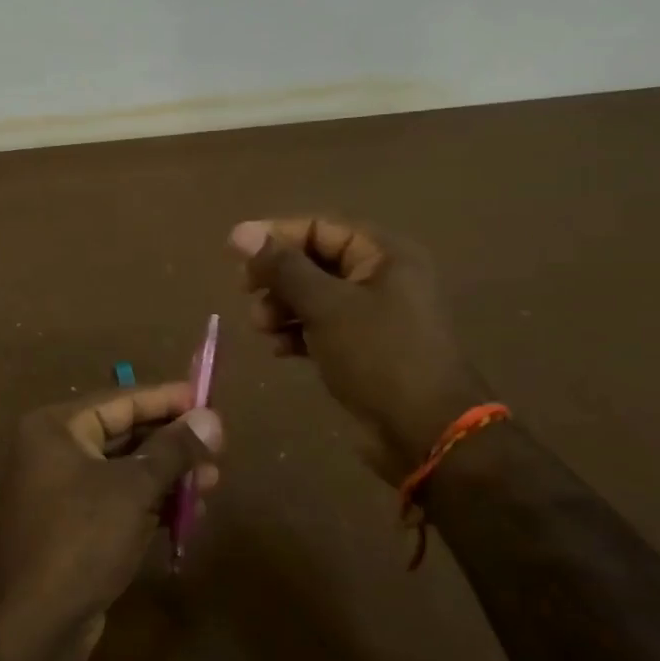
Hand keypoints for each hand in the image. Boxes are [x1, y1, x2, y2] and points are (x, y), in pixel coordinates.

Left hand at [0, 383, 221, 660]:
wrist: (31, 628)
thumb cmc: (80, 540)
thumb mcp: (133, 489)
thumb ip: (174, 449)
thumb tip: (212, 417)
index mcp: (57, 428)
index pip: (121, 400)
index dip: (168, 399)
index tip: (209, 400)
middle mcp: (55, 452)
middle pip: (125, 434)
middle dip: (173, 444)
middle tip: (219, 449)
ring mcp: (63, 492)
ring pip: (127, 471)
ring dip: (169, 477)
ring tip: (213, 484)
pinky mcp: (75, 528)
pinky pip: (121, 502)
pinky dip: (153, 504)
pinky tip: (190, 514)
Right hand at [230, 217, 487, 479]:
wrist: (425, 432)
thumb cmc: (378, 356)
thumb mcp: (327, 306)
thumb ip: (283, 268)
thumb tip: (241, 232)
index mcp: (384, 254)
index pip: (320, 228)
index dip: (276, 236)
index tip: (234, 252)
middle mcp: (381, 278)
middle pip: (315, 262)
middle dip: (277, 277)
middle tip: (245, 292)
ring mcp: (373, 316)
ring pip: (315, 297)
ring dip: (282, 307)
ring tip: (260, 327)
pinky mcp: (363, 349)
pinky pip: (322, 328)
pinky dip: (297, 333)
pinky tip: (277, 348)